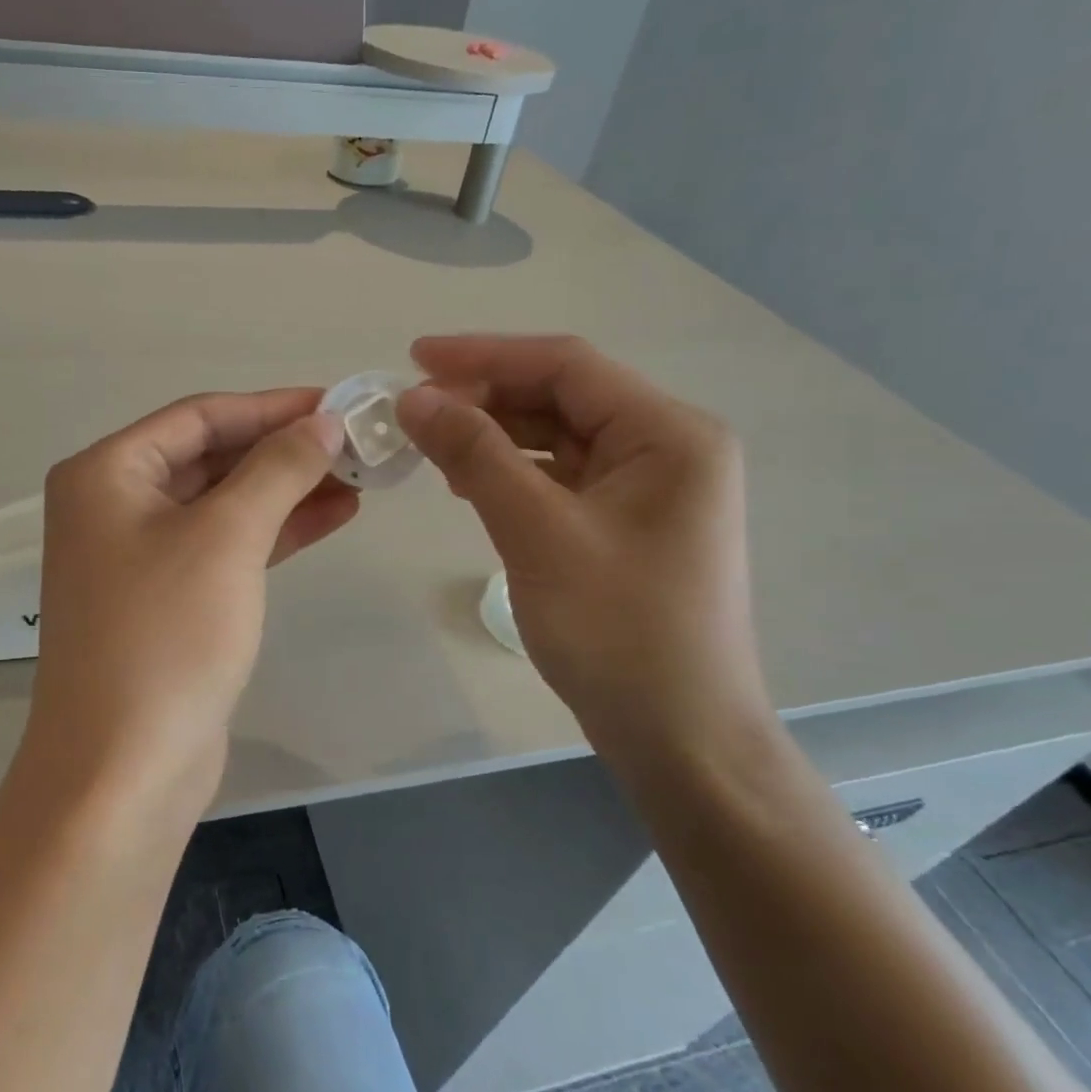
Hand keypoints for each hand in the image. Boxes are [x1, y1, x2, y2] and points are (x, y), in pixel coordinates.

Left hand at [25, 390, 357, 810]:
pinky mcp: (169, 600)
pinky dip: (275, 531)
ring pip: (224, 503)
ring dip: (287, 490)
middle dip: (283, 450)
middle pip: (211, 457)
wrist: (123, 770)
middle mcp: (114, 505)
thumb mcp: (226, 537)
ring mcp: (139, 556)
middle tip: (357, 443)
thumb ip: (277, 469)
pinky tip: (333, 516)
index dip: (271, 406)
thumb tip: (324, 421)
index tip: (337, 404)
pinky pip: (226, 546)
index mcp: (106, 473)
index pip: (199, 417)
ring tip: (359, 478)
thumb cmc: (166, 635)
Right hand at [394, 336, 768, 744]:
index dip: (484, 355)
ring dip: (493, 434)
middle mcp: (666, 446)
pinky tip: (467, 482)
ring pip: (556, 435)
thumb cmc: (617, 630)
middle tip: (412, 411)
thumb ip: (475, 455)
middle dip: (484, 397)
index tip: (412, 358)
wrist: (678, 736)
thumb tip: (413, 398)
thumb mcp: (537, 532)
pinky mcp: (626, 520)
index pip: (566, 365)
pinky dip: (511, 471)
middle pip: (561, 396)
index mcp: (667, 433)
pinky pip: (560, 475)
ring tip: (429, 444)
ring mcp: (648, 485)